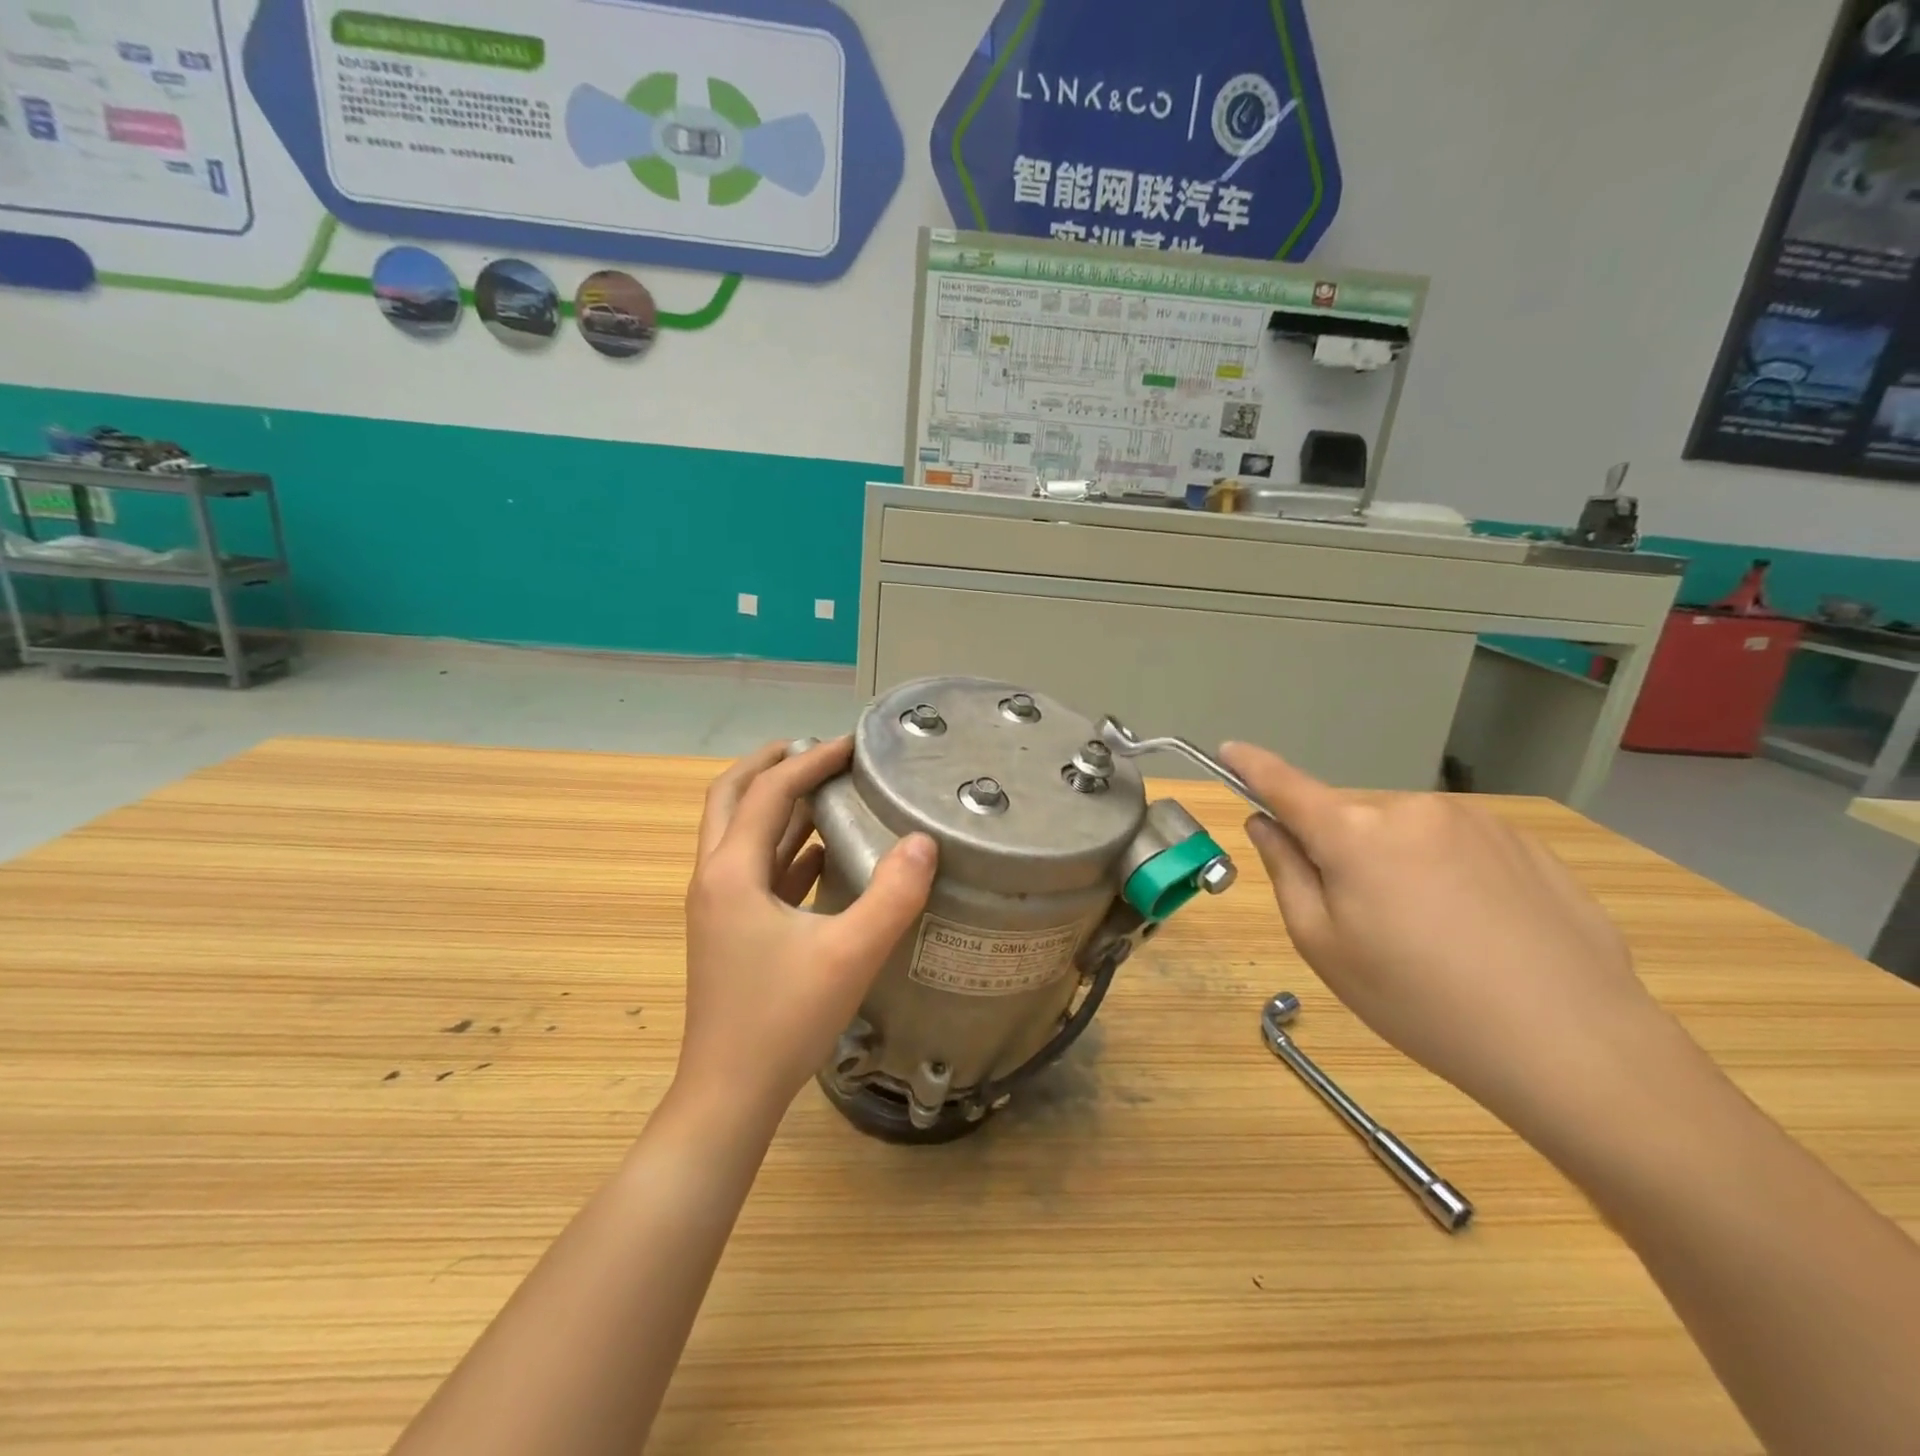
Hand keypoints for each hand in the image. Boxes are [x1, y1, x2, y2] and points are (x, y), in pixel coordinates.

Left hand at [677, 738, 935, 1124]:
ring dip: (775, 803)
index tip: (853, 744)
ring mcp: (717, 907)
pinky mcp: (729, 931)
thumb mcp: (850, 954)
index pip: (770, 792)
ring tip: (823, 787)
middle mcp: (714, 879)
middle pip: (730, 798)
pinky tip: (821, 852)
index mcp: (732, 873)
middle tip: (814, 748)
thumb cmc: (783, 1021)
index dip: (811, 761)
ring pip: (738, 833)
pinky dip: (781, 846)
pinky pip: (754, 869)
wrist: (729, 1095)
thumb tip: (924, 841)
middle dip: (770, 765)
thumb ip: (893, 895)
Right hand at [1221, 742, 1667, 1122]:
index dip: (1251, 766)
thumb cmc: (1419, 1001)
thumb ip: (1286, 872)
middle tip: (1367, 924)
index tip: (1228, 750)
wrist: (1574, 1044)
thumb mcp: (1325, 946)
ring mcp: (1476, 820)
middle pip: (1351, 821)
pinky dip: (1450, 875)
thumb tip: (1266, 824)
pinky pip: (1459, 847)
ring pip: (1406, 834)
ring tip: (1436, 937)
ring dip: (1400, 865)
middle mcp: (1411, 808)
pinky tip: (1482, 932)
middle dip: (1343, 854)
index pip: (1285, 784)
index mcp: (1353, 832)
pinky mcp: (1526, 842)